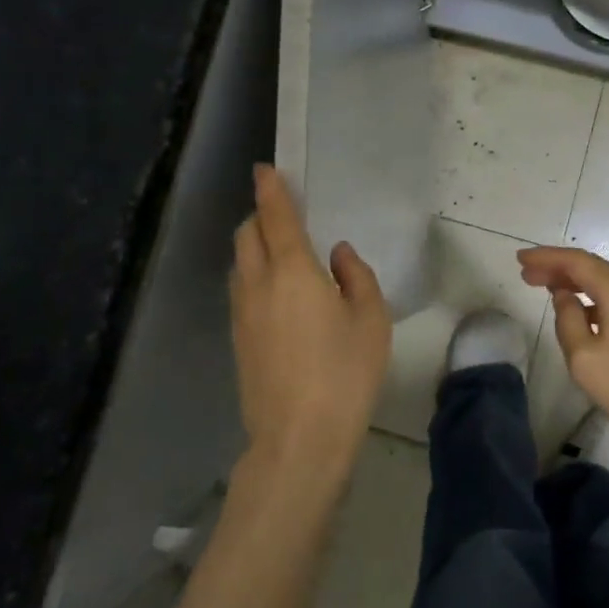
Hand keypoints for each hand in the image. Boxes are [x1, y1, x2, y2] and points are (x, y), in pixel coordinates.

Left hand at [230, 165, 390, 483]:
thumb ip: (357, 277)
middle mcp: (258, 284)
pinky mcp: (237, 340)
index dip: (271, 189)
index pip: (276, 217)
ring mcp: (241, 314)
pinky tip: (278, 296)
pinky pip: (241, 291)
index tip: (265, 169)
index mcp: (293, 271)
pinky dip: (253, 277)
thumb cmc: (344, 374)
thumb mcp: (371, 321)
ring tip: (282, 255)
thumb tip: (338, 255)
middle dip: (260, 216)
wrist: (298, 439)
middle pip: (247, 235)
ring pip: (240, 263)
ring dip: (255, 247)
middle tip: (284, 215)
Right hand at [517, 247, 608, 471]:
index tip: (520, 259)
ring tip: (546, 289)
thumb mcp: (585, 359)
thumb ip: (567, 320)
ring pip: (605, 282)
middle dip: (557, 268)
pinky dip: (592, 297)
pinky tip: (579, 312)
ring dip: (575, 282)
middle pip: (591, 267)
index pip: (576, 261)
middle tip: (526, 274)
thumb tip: (565, 298)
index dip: (545, 257)